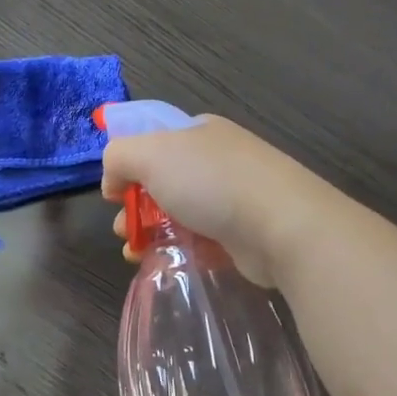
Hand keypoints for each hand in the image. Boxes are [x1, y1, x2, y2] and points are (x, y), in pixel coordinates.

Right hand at [101, 115, 324, 285]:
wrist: (283, 227)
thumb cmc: (212, 182)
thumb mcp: (150, 154)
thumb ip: (118, 157)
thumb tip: (113, 181)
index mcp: (199, 132)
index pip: (153, 140)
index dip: (128, 164)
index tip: (115, 192)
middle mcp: (218, 160)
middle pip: (163, 181)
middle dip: (135, 206)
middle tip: (124, 229)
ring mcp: (234, 198)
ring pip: (179, 214)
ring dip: (152, 233)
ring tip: (137, 252)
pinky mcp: (244, 234)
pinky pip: (202, 241)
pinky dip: (181, 252)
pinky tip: (168, 264)